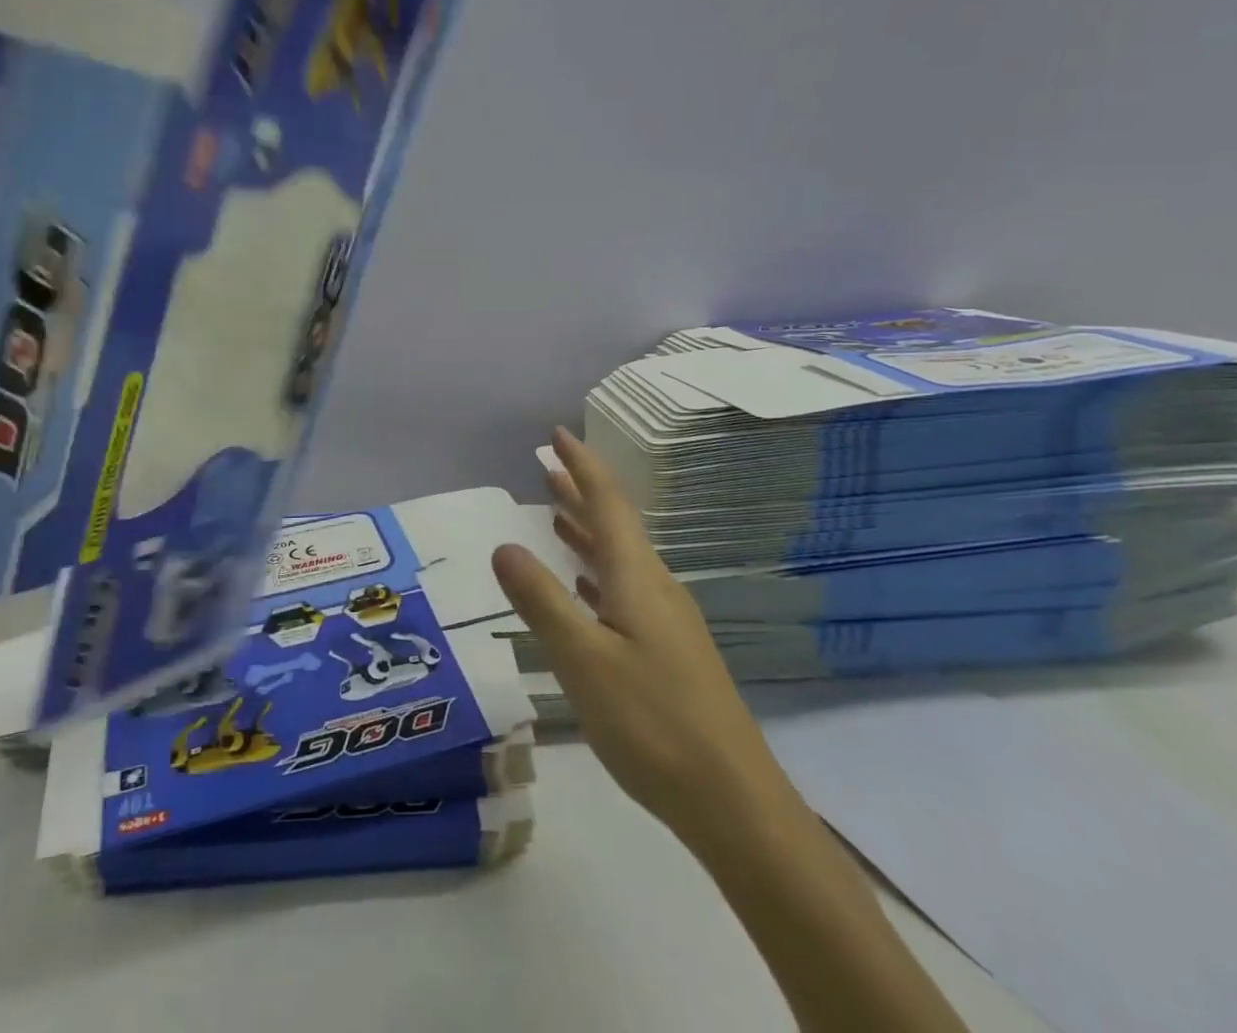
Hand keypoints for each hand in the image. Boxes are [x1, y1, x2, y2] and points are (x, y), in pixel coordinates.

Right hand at [491, 427, 759, 835]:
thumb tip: (503, 544)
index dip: (582, 464)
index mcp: (637, 577)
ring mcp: (665, 621)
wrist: (732, 801)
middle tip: (548, 464)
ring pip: (618, 558)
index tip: (557, 434)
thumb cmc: (652, 723)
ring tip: (555, 512)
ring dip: (586, 530)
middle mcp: (655, 587)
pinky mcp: (667, 652)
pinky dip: (596, 573)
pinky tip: (584, 586)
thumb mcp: (583, 660)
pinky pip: (623, 590)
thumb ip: (541, 600)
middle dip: (581, 490)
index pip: (608, 502)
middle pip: (614, 524)